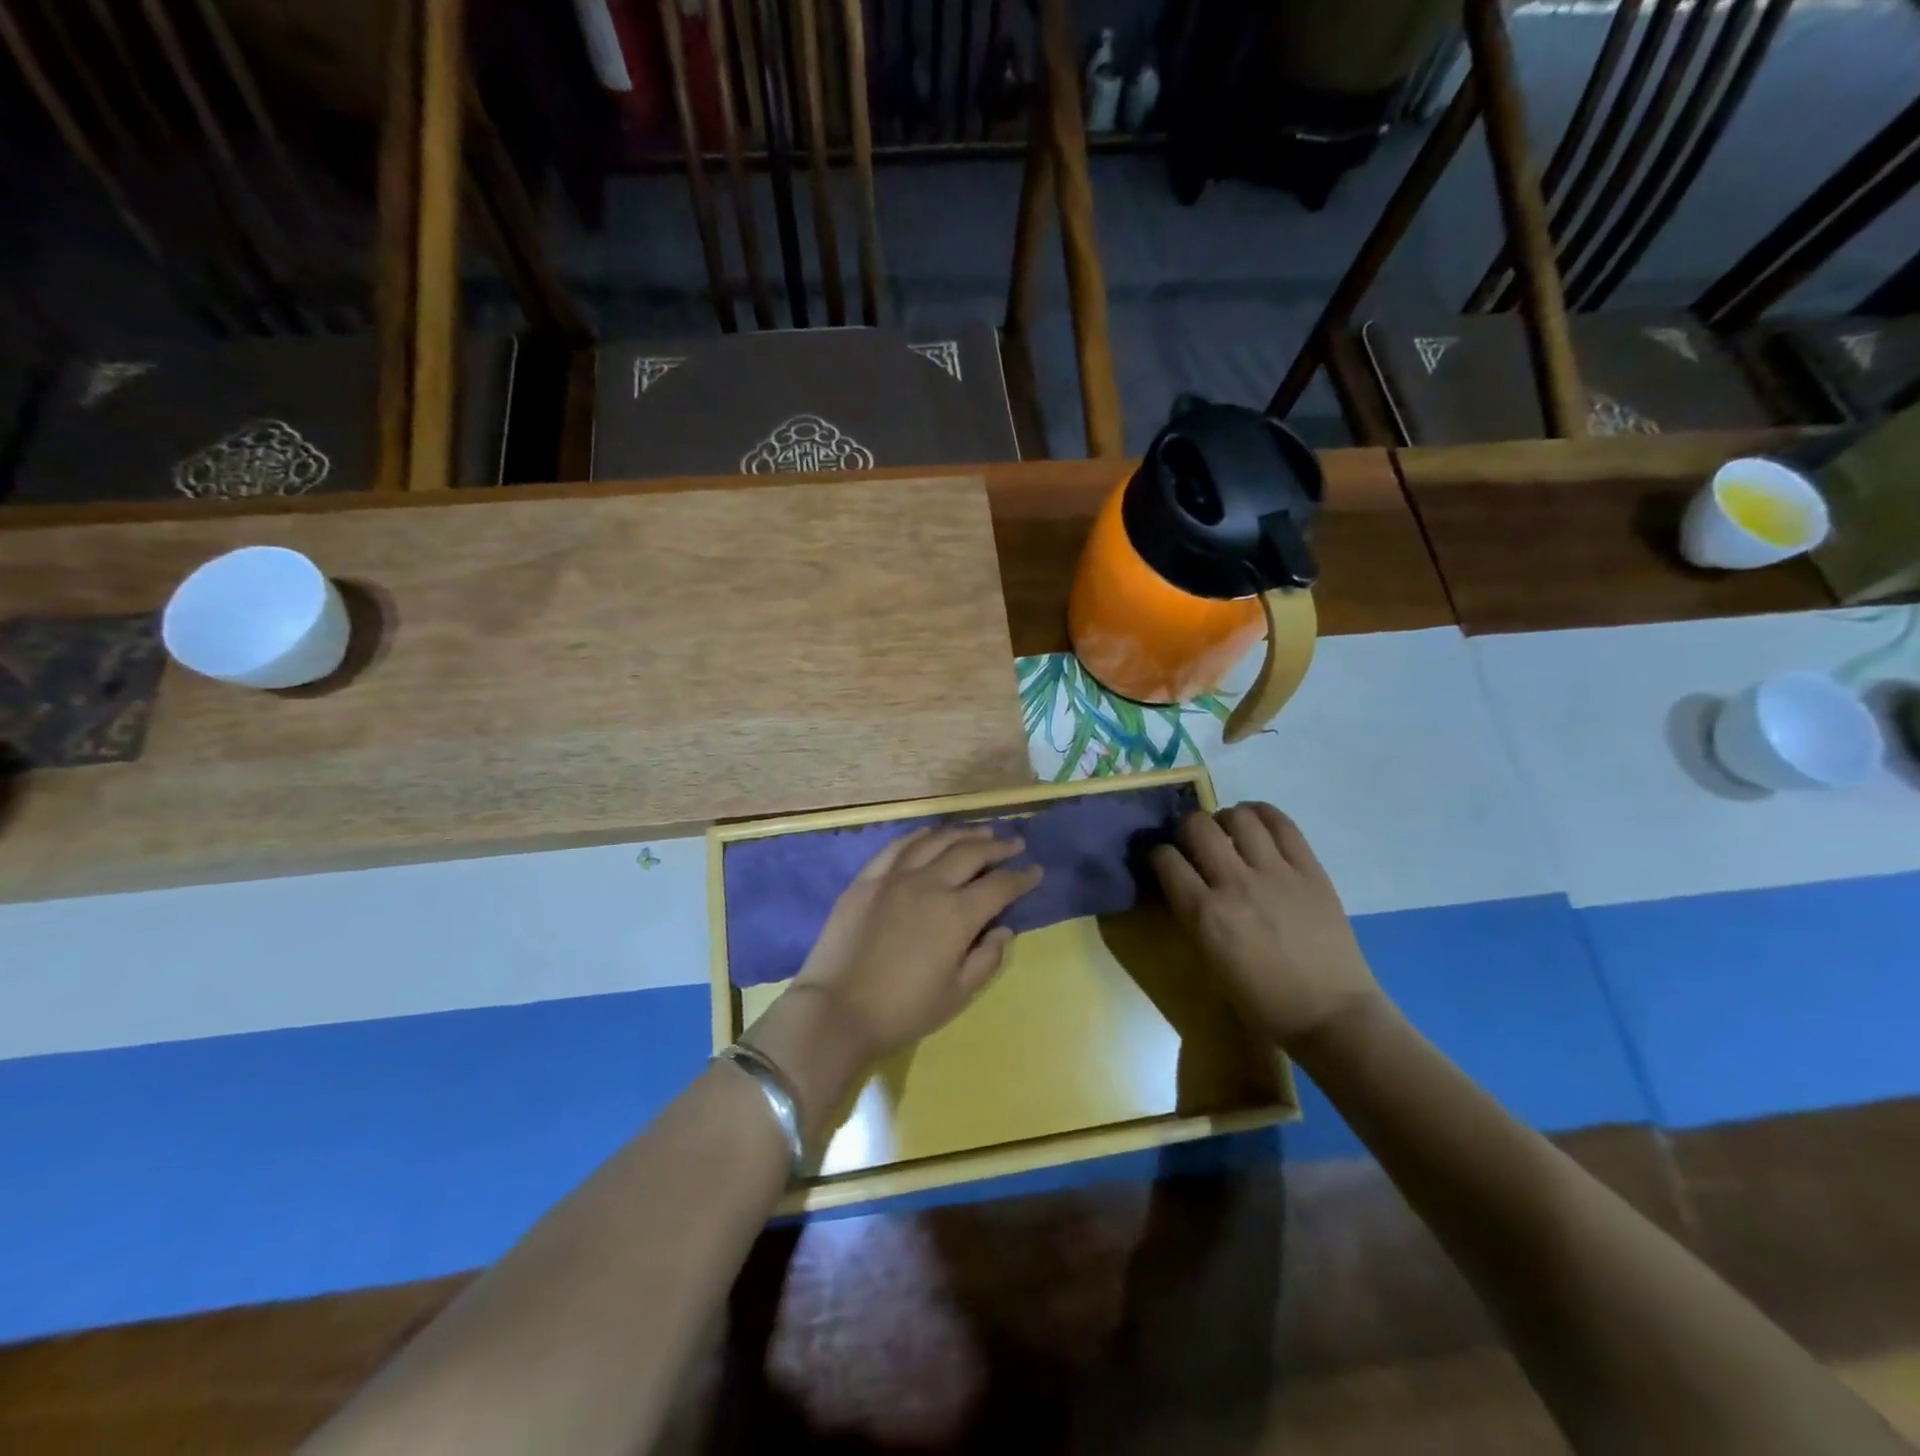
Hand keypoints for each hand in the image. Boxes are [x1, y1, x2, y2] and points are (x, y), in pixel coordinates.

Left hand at [759, 826, 1042, 1083]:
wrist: (837, 1009)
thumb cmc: (903, 1010)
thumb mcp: (957, 995)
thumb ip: (987, 959)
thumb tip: (1004, 929)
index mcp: (957, 914)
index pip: (999, 886)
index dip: (1022, 877)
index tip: (1035, 871)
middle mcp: (929, 884)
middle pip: (971, 853)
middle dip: (998, 847)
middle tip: (1014, 844)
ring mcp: (895, 876)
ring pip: (936, 841)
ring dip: (963, 834)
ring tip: (981, 833)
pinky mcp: (867, 878)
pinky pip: (898, 846)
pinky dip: (921, 836)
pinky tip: (931, 835)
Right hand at [1150, 802, 1380, 1048]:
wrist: (1332, 1016)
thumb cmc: (1263, 1002)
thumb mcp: (1211, 962)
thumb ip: (1194, 917)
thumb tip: (1184, 886)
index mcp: (1205, 915)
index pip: (1165, 860)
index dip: (1158, 854)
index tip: (1162, 860)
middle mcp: (1235, 884)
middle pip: (1197, 827)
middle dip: (1187, 828)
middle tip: (1193, 842)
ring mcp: (1276, 873)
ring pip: (1238, 817)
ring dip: (1224, 819)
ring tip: (1228, 832)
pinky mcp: (1310, 870)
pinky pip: (1282, 824)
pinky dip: (1263, 814)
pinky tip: (1256, 823)